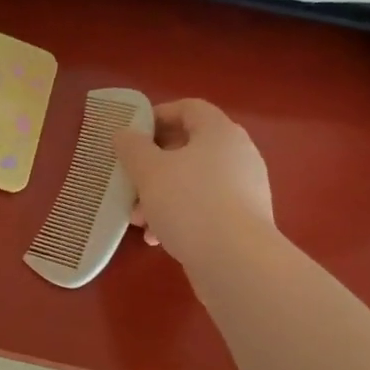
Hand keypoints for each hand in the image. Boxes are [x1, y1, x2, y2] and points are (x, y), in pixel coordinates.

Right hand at [112, 99, 275, 265]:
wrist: (236, 261)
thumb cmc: (189, 203)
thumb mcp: (149, 171)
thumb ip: (132, 147)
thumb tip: (125, 134)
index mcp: (220, 132)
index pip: (188, 108)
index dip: (157, 116)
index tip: (131, 136)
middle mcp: (238, 154)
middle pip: (188, 148)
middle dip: (152, 166)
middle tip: (129, 183)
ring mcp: (245, 188)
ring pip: (193, 182)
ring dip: (161, 197)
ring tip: (139, 221)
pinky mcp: (244, 220)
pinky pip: (205, 208)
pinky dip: (180, 216)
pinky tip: (159, 239)